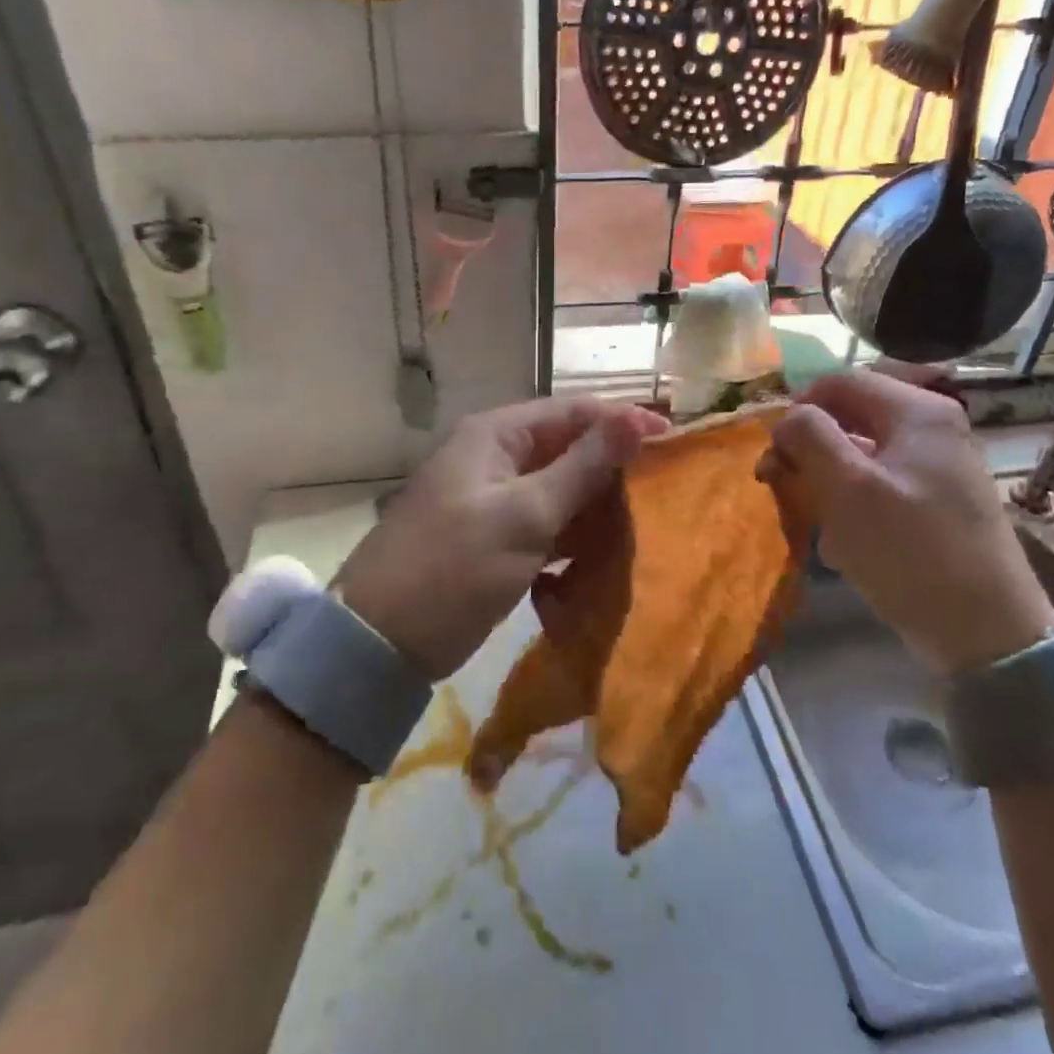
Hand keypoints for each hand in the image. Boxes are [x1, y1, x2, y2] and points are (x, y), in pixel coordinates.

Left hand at [335, 397, 668, 678]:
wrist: (379, 641)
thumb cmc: (455, 567)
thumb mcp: (526, 514)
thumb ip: (583, 466)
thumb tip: (637, 418)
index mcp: (496, 435)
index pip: (573, 411)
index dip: (623, 422)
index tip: (674, 443)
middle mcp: (494, 457)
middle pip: (567, 448)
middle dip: (613, 468)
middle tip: (664, 491)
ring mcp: (491, 499)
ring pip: (559, 489)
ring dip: (595, 505)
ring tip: (644, 523)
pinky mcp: (492, 537)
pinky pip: (544, 523)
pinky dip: (571, 535)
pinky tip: (602, 554)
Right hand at [756, 370, 1053, 675]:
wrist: (986, 633)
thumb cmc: (910, 551)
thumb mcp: (847, 489)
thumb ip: (808, 437)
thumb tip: (788, 418)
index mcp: (916, 411)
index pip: (839, 382)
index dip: (798, 409)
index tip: (774, 452)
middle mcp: (932, 428)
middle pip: (849, 417)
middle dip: (810, 450)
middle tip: (783, 486)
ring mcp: (939, 465)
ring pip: (860, 455)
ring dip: (828, 482)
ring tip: (817, 523)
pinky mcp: (937, 501)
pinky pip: (880, 485)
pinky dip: (853, 504)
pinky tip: (845, 543)